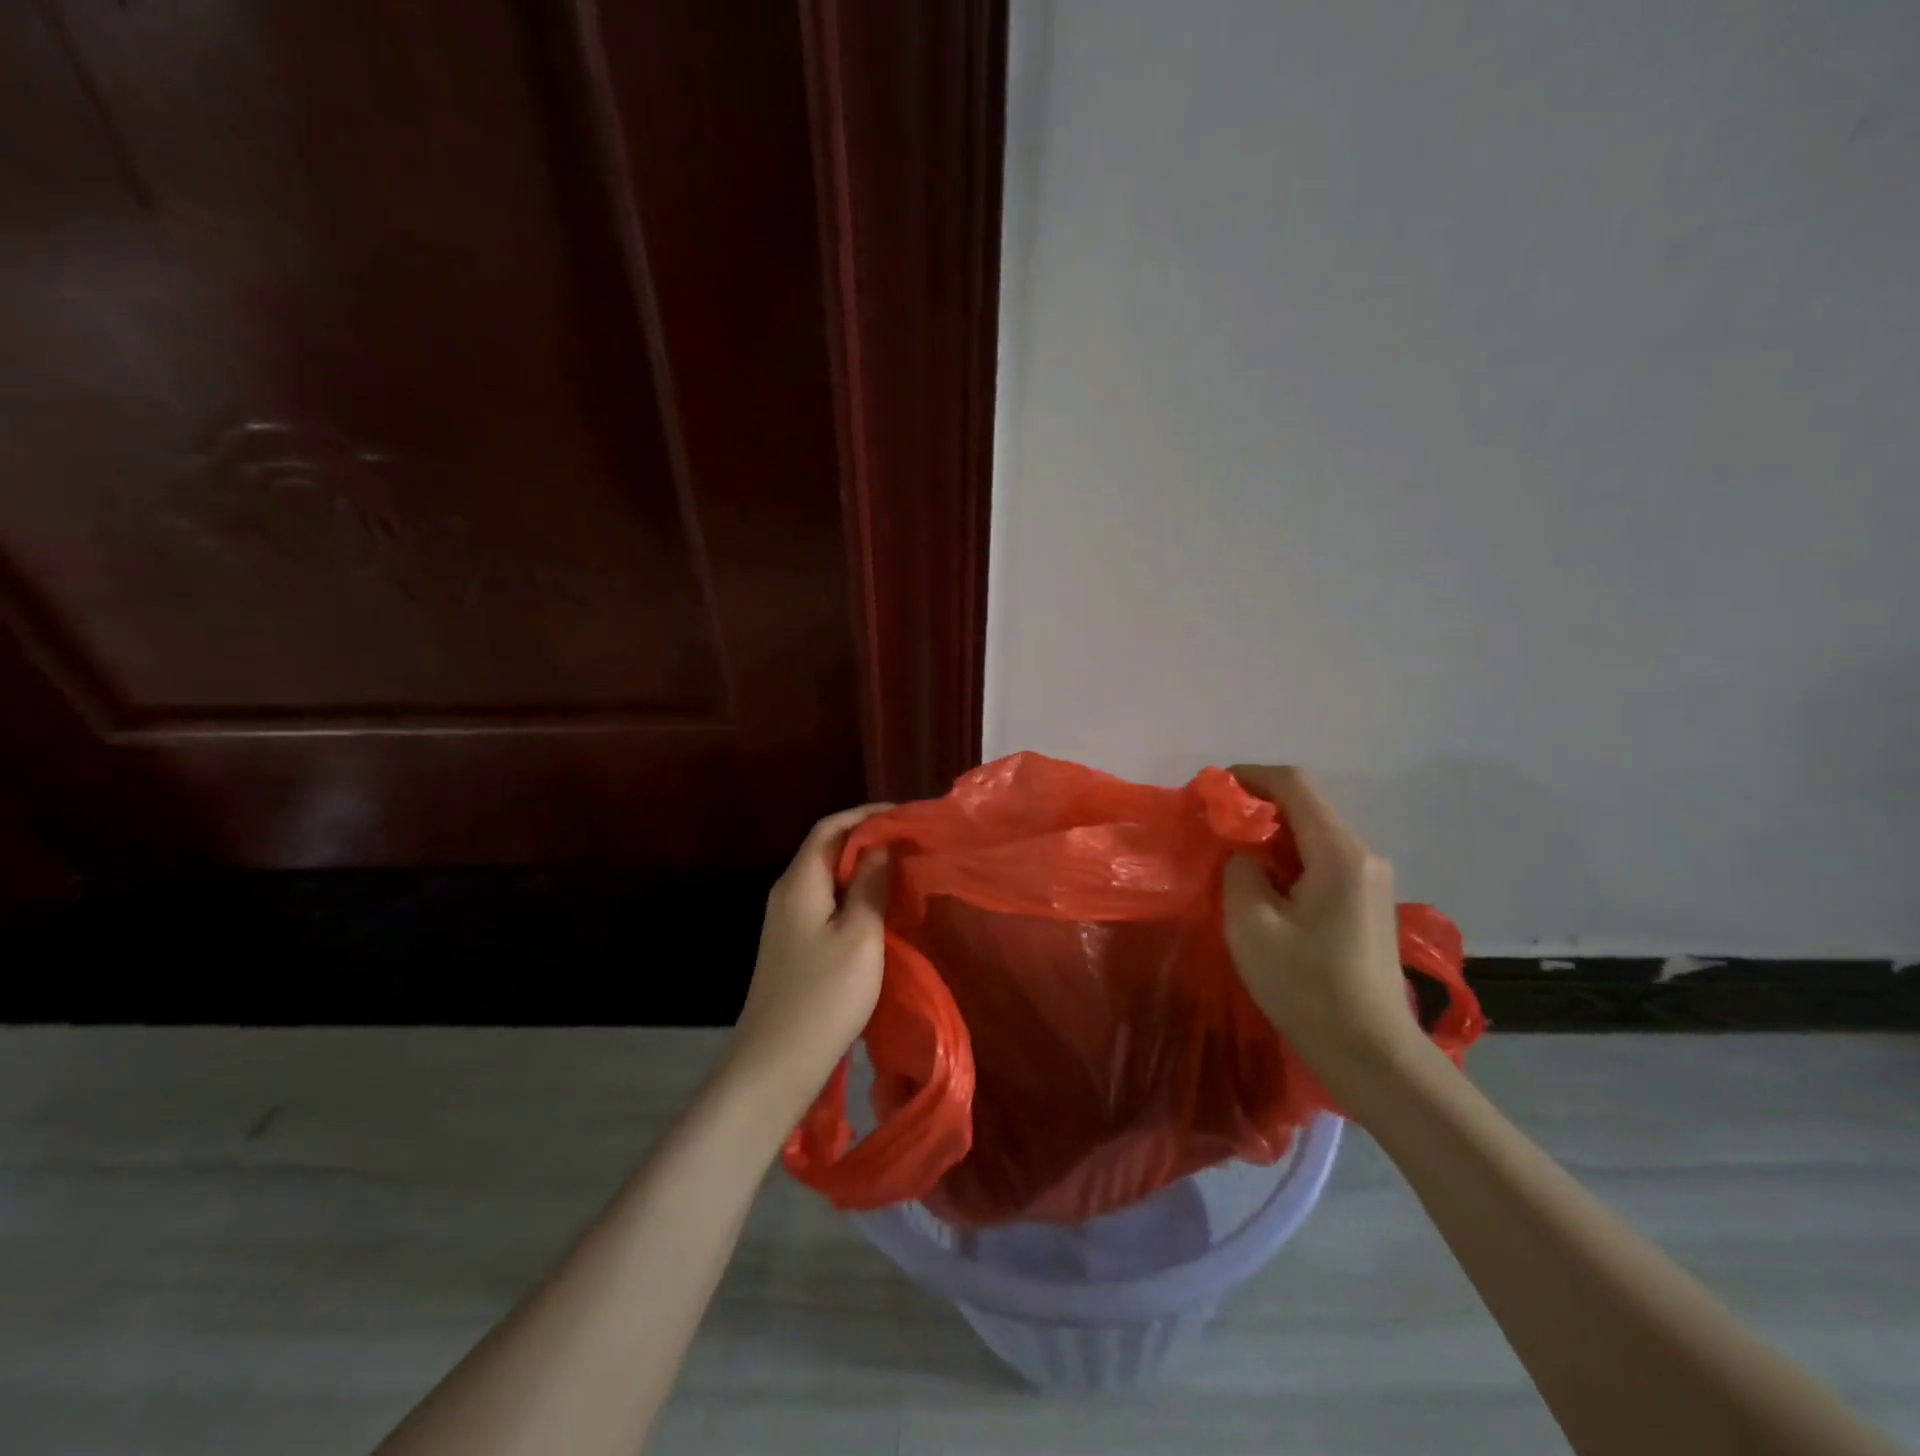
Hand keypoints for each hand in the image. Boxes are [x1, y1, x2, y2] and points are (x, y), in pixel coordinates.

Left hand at [724, 803, 893, 1110]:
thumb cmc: (824, 996)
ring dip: (863, 868)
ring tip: (903, 871)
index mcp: (800, 881)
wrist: (775, 1065)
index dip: (867, 815)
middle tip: (911, 843)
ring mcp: (787, 922)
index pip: (831, 827)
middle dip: (868, 839)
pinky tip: (879, 910)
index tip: (906, 816)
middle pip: (827, 849)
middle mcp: (788, 893)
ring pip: (828, 878)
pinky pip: (826, 903)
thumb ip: (871, 885)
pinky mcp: (793, 946)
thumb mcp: (860, 935)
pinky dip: (854, 895)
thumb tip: (880, 847)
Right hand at [1222, 765, 1423, 1088]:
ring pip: (1312, 835)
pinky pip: (1322, 860)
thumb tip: (1245, 855)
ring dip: (1270, 836)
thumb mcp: (1251, 925)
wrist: (1371, 1054)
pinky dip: (1287, 859)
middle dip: (1256, 808)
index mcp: (1338, 853)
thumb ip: (1239, 871)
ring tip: (1230, 857)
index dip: (1249, 776)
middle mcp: (1363, 855)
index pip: (1293, 785)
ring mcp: (1370, 879)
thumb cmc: (1307, 987)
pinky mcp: (1366, 902)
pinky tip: (1264, 886)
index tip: (1210, 792)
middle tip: (1212, 828)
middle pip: (1305, 807)